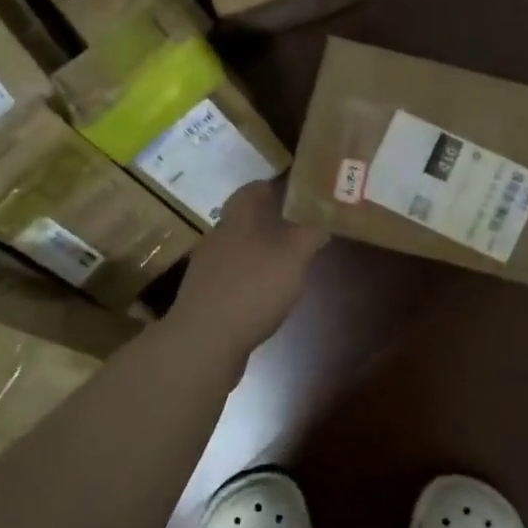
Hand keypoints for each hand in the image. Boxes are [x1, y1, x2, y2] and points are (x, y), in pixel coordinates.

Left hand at [171, 179, 327, 357]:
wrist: (204, 341)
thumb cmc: (252, 288)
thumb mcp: (293, 256)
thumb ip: (309, 233)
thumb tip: (323, 216)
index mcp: (237, 219)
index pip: (252, 189)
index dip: (273, 186)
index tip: (297, 192)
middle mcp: (218, 238)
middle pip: (244, 219)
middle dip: (270, 220)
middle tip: (300, 228)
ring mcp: (207, 269)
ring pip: (238, 249)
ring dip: (260, 252)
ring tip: (288, 263)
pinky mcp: (205, 297)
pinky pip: (232, 278)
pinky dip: (250, 280)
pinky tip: (266, 295)